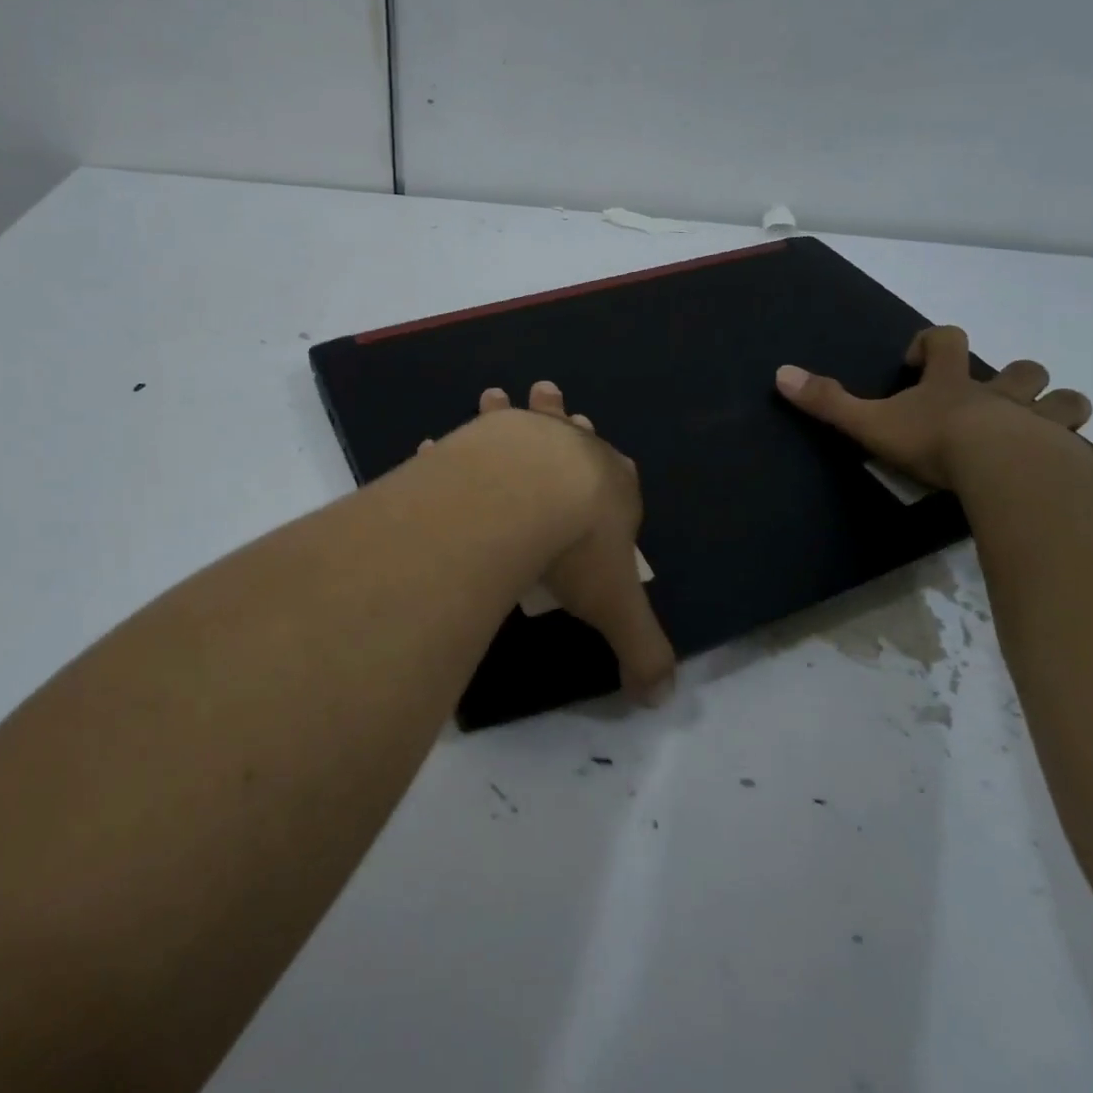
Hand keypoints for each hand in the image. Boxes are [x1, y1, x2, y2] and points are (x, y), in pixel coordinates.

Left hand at [429, 383, 676, 703]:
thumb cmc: (580, 547)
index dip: (618, 479)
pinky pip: (466, 439)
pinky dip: (453, 443)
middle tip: (555, 401)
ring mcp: (525, 436)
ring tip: (494, 393)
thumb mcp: (616, 607)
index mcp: (614, 485)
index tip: (610, 474)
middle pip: (575, 433)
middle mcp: (572, 450)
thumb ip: (641, 651)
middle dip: (569, 422)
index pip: (623, 479)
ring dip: (512, 408)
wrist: (526, 496)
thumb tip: (662, 699)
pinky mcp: (481, 436)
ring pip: (523, 417)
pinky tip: (430, 443)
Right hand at [775, 325, 1092, 491]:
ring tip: (1045, 430)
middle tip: (995, 399)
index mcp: (954, 385)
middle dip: (1014, 378)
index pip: (946, 341)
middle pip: (1022, 370)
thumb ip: (827, 401)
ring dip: (1060, 410)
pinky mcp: (1074, 459)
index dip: (933, 343)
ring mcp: (1043, 425)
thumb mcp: (870, 422)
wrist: (1000, 470)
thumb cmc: (933, 442)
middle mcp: (1003, 397)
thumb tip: (780, 374)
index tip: (919, 360)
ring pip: (1067, 403)